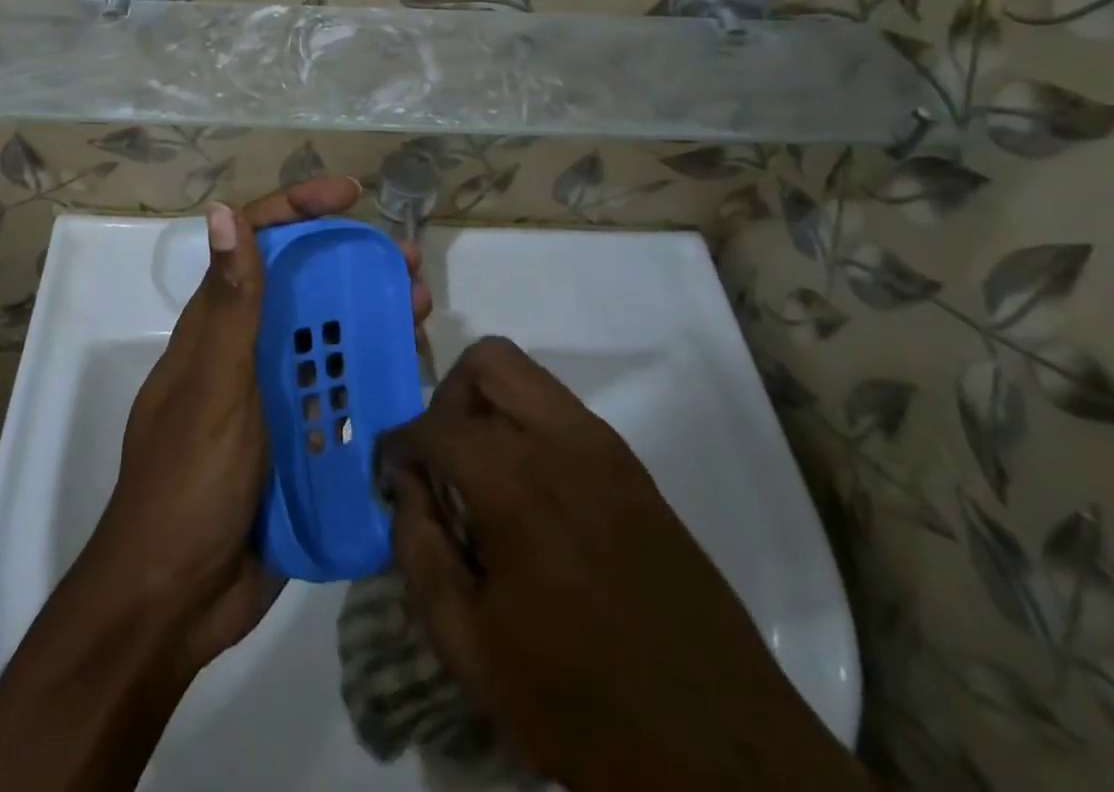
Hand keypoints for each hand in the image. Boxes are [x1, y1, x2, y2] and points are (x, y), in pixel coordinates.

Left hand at [92, 178, 432, 673]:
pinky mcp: (294, 441)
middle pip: (303, 287)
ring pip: (327, 339)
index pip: (255, 243)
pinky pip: (339, 396)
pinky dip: (371, 378)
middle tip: (408, 264)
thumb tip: (222, 209)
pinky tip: (410, 377)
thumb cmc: (189, 482)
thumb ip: (228, 305)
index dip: (299, 209)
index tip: (351, 196)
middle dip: (354, 265)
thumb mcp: (213, 387)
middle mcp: (244, 351)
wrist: (176, 601)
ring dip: (371, 319)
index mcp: (216, 326)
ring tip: (421, 312)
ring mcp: (270, 397)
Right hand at [379, 338, 866, 791]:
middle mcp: (562, 441)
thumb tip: (406, 489)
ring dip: (488, 406)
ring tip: (480, 475)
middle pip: (488, 361)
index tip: (391, 474)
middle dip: (447, 397)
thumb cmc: (582, 705)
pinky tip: (528, 496)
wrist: (722, 752)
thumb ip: (419, 551)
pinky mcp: (633, 468)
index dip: (399, 445)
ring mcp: (606, 448)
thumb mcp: (471, 647)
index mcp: (516, 482)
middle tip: (440, 459)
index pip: (435, 426)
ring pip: (527, 377)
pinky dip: (527, 427)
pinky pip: (561, 412)